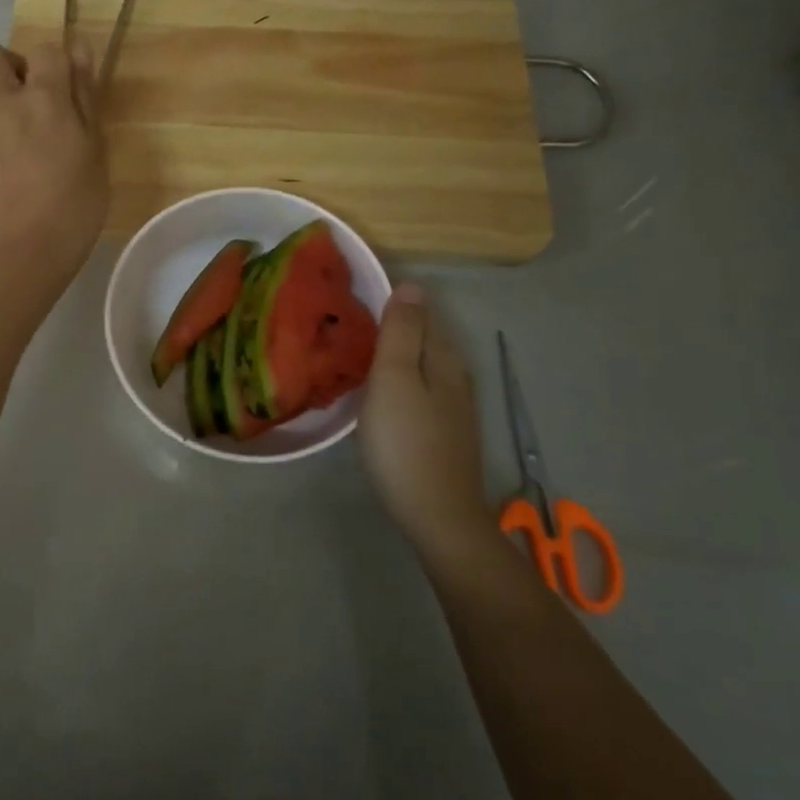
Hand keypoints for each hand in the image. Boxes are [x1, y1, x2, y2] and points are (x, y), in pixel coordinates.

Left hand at [0, 38, 107, 282]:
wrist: (31, 247)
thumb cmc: (77, 200)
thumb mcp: (95, 146)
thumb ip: (84, 95)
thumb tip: (78, 49)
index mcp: (42, 99)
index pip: (45, 50)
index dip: (61, 62)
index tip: (73, 87)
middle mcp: (2, 103)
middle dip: (11, 63)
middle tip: (36, 95)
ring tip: (17, 114)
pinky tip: (10, 142)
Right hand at [359, 284, 489, 559]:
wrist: (436, 514)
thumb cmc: (406, 441)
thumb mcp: (395, 378)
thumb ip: (402, 332)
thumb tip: (412, 284)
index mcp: (444, 357)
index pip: (419, 314)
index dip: (389, 305)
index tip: (351, 306)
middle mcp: (454, 376)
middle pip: (421, 340)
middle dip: (390, 330)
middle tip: (344, 330)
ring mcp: (452, 407)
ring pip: (419, 367)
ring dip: (392, 358)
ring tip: (354, 357)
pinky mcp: (443, 433)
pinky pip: (417, 391)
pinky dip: (397, 384)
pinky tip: (377, 395)